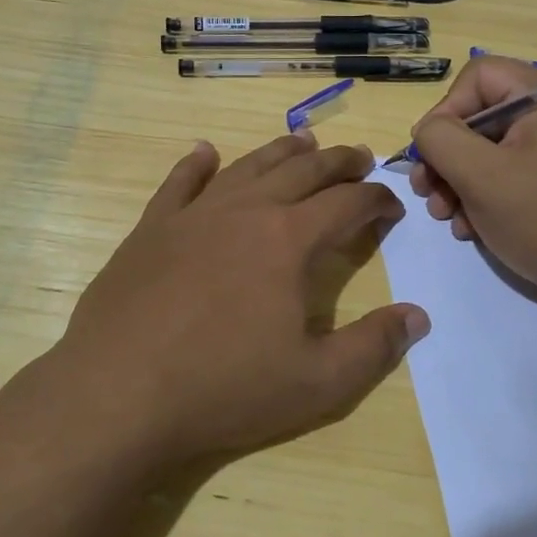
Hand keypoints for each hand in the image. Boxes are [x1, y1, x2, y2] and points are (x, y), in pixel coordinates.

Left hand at [42, 133, 428, 469]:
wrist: (118, 394)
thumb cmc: (224, 388)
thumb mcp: (317, 383)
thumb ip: (374, 348)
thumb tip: (418, 317)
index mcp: (289, 239)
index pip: (348, 203)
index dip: (377, 199)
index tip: (392, 205)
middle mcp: (246, 210)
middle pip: (303, 171)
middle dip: (339, 162)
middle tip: (361, 158)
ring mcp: (194, 213)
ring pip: (248, 166)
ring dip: (282, 151)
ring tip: (304, 143)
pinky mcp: (152, 227)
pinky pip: (179, 182)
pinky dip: (197, 163)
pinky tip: (205, 152)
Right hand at [407, 56, 536, 317]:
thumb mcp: (482, 177)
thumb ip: (442, 140)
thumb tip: (428, 130)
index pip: (479, 76)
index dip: (445, 111)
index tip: (429, 156)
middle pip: (484, 115)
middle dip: (448, 156)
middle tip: (428, 194)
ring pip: (495, 149)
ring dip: (462, 181)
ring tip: (448, 218)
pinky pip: (517, 173)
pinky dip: (489, 196)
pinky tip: (474, 229)